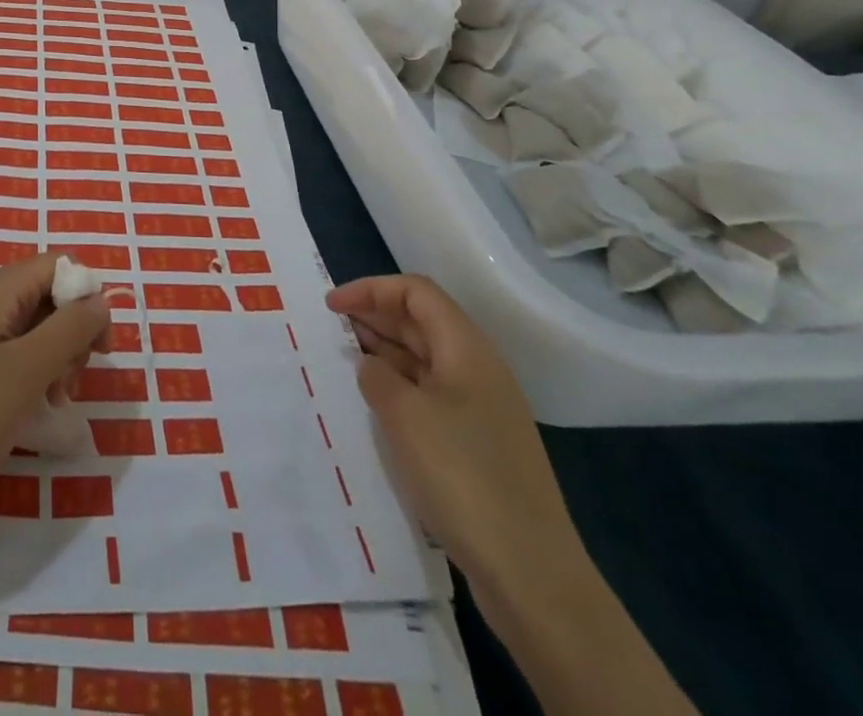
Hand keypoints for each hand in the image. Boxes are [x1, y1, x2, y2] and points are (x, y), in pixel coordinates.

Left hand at [0, 253, 109, 517]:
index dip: (86, 298)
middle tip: (72, 380)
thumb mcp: (27, 371)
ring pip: (34, 327)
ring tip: (56, 400)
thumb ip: (70, 329)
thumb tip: (101, 299)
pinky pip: (14, 353)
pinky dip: (34, 374)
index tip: (100, 348)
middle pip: (47, 295)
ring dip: (56, 358)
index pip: (58, 266)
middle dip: (72, 333)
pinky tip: (37, 409)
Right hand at [325, 274, 578, 599]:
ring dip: (384, 351)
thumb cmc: (464, 477)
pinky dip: (399, 387)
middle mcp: (477, 368)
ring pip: (425, 359)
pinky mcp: (478, 444)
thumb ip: (377, 376)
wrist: (531, 573)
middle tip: (330, 328)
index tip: (331, 306)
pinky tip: (374, 405)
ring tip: (343, 360)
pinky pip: (430, 394)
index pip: (416, 292)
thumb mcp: (405, 416)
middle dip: (375, 316)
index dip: (371, 290)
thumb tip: (371, 366)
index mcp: (467, 348)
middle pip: (422, 321)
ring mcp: (481, 408)